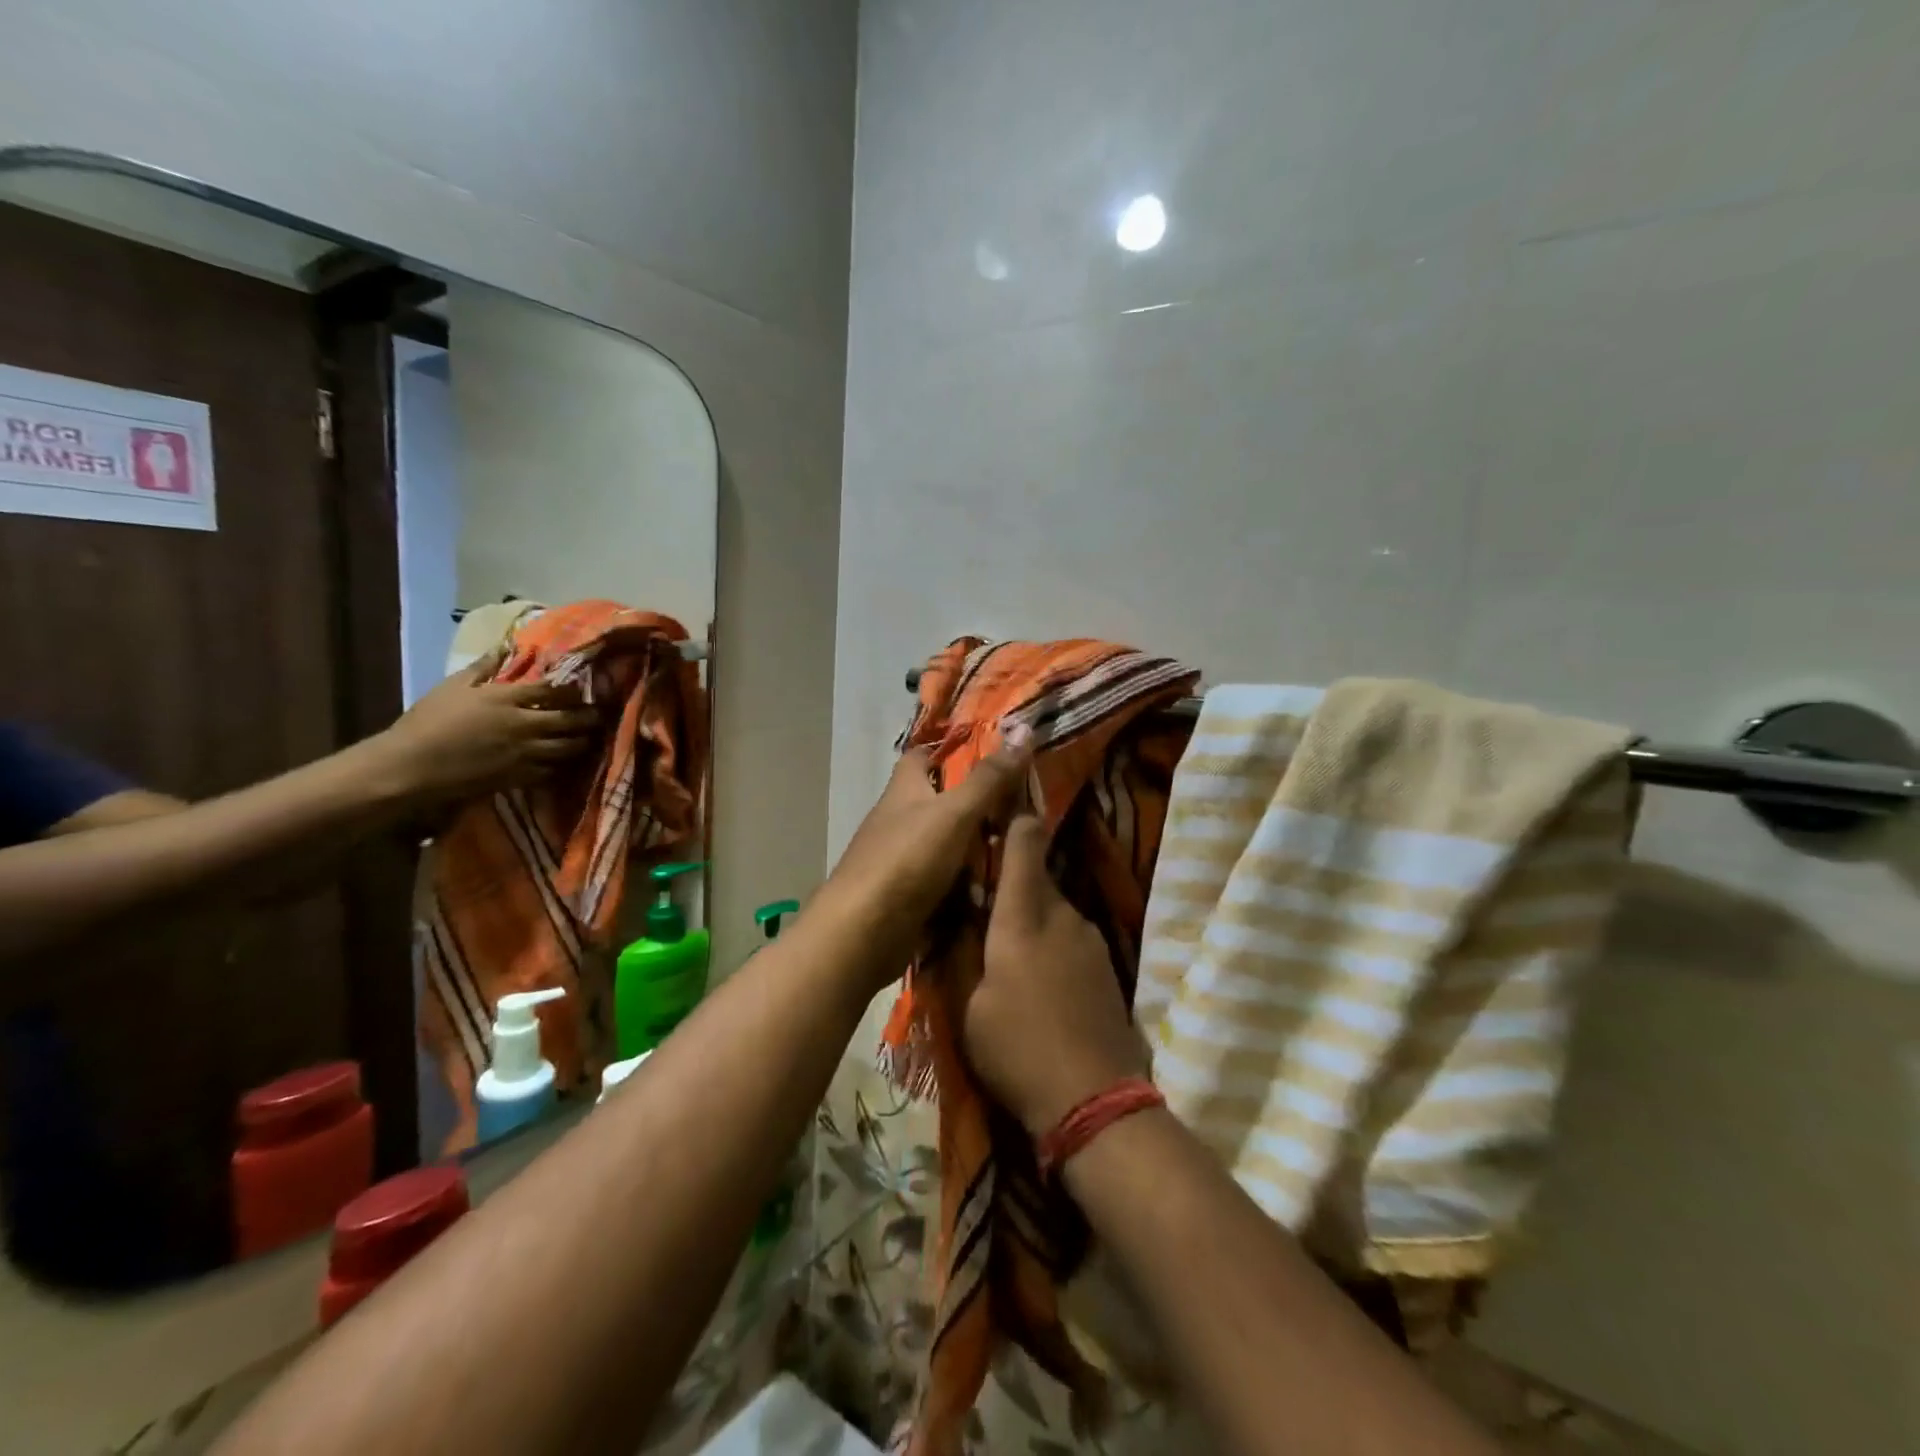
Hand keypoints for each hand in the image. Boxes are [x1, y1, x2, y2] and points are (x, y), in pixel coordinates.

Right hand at [368, 650, 600, 803]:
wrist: (411, 766)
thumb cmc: (428, 721)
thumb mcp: (453, 686)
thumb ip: (483, 667)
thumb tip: (505, 645)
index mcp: (507, 698)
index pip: (553, 690)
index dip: (573, 689)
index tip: (584, 688)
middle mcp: (524, 724)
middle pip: (571, 719)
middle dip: (589, 716)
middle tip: (599, 714)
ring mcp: (525, 752)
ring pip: (568, 747)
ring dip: (582, 742)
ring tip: (589, 738)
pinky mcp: (519, 777)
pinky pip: (552, 771)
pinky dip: (562, 766)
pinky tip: (566, 762)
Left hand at [814, 727, 1034, 979]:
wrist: (862, 934)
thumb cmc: (906, 861)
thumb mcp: (955, 813)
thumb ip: (988, 779)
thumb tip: (1023, 729)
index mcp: (903, 790)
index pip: (921, 756)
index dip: (950, 749)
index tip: (990, 753)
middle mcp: (897, 820)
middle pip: (938, 802)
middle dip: (975, 804)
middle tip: (1024, 807)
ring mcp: (899, 860)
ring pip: (945, 845)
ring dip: (975, 847)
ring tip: (1022, 848)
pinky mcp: (905, 896)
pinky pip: (943, 882)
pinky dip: (966, 884)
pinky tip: (997, 888)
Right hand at [964, 808, 1150, 1135]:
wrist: (1095, 1099)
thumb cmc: (1017, 1048)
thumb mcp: (968, 1004)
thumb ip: (960, 951)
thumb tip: (952, 916)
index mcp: (1024, 915)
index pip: (1025, 841)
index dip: (1013, 818)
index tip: (995, 810)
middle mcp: (1062, 914)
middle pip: (1037, 876)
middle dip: (1010, 882)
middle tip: (980, 902)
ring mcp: (1090, 939)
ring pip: (1053, 908)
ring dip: (1031, 917)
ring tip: (1006, 950)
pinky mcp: (1106, 965)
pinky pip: (1070, 936)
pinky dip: (1050, 942)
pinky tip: (1038, 979)